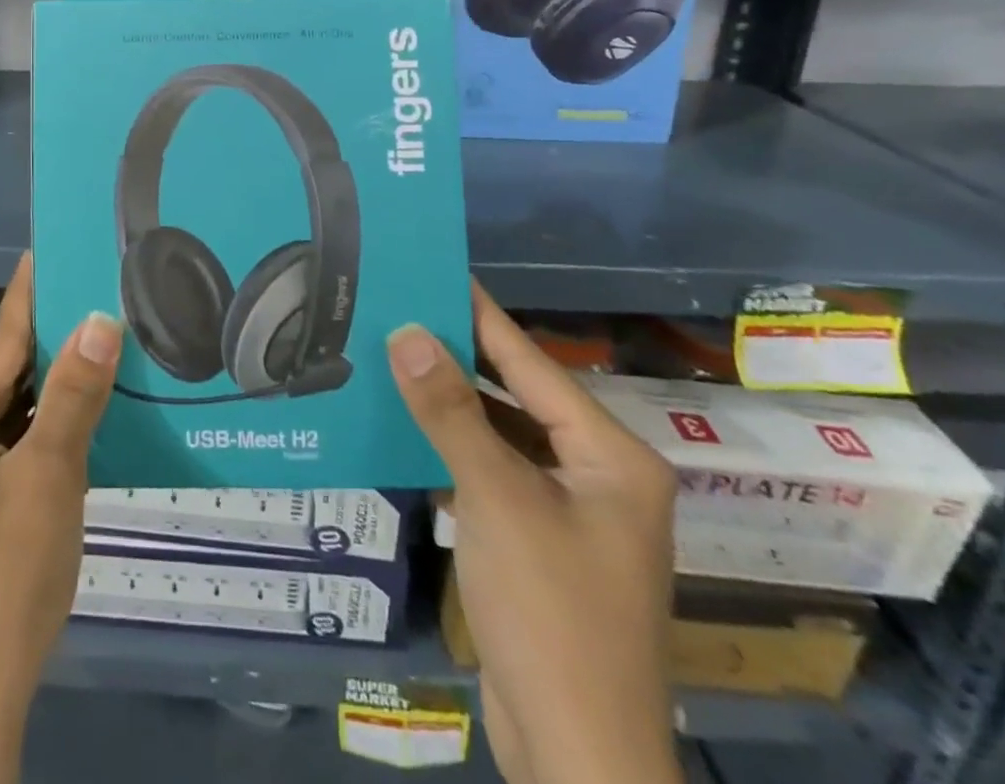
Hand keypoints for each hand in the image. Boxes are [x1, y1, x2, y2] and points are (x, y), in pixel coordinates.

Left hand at [0, 253, 121, 783]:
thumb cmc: (2, 590)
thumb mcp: (49, 482)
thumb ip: (73, 395)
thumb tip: (99, 317)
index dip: (32, 294)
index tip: (50, 247)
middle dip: (44, 353)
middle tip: (95, 315)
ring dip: (32, 403)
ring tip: (85, 369)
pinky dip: (13, 442)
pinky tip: (51, 442)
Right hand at [388, 283, 680, 783]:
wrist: (578, 757)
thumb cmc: (551, 612)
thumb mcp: (495, 498)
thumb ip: (449, 411)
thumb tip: (407, 332)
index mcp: (611, 456)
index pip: (532, 363)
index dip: (481, 315)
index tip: (437, 270)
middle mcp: (598, 475)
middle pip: (517, 396)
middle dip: (457, 357)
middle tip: (399, 311)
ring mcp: (570, 513)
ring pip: (501, 436)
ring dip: (450, 405)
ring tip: (393, 358)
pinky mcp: (540, 544)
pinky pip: (492, 474)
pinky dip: (453, 450)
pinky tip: (408, 428)